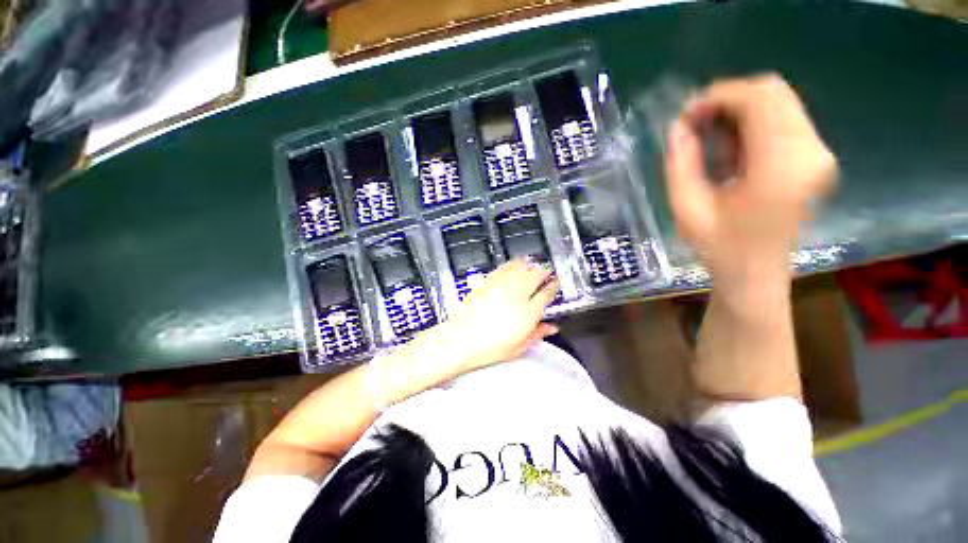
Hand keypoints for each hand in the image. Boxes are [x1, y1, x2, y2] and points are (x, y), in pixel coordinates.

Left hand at [441, 259, 559, 370]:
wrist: (462, 338)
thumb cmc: (490, 345)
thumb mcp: (519, 346)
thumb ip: (538, 334)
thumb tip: (551, 328)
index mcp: (529, 312)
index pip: (547, 293)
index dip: (554, 285)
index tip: (555, 283)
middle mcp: (518, 295)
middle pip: (537, 275)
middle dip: (546, 271)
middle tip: (548, 272)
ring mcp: (502, 285)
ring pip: (522, 267)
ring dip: (531, 264)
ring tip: (535, 263)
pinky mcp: (489, 281)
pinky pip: (506, 267)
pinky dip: (514, 263)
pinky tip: (516, 263)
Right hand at [665, 74, 837, 289]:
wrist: (756, 274)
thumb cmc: (719, 246)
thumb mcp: (686, 207)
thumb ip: (681, 163)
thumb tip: (678, 128)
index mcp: (781, 166)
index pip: (758, 99)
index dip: (717, 97)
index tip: (686, 117)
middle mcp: (810, 151)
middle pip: (773, 91)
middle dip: (728, 99)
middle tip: (695, 125)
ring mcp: (818, 153)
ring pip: (779, 102)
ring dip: (739, 111)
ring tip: (710, 138)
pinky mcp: (816, 158)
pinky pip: (784, 119)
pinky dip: (753, 122)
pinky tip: (731, 148)